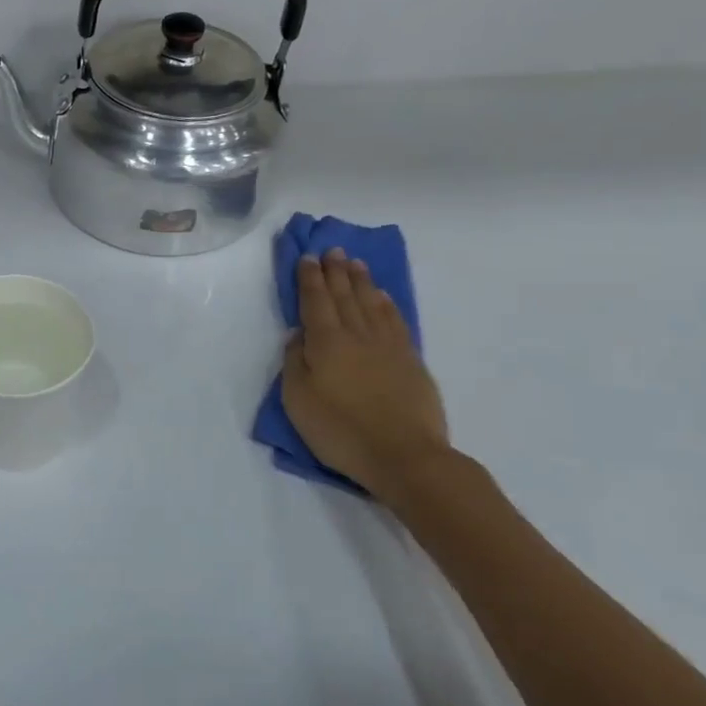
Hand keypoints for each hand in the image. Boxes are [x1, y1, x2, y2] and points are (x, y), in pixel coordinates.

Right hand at [281, 250, 450, 504]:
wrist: (405, 456)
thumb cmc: (341, 431)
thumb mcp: (299, 401)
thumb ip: (295, 363)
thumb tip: (299, 335)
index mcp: (326, 342)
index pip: (315, 301)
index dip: (309, 278)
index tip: (307, 257)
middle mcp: (357, 334)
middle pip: (344, 295)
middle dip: (335, 271)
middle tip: (331, 249)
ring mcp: (388, 346)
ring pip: (371, 302)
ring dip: (361, 280)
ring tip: (354, 262)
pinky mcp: (410, 360)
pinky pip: (395, 320)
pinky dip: (386, 303)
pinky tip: (381, 296)